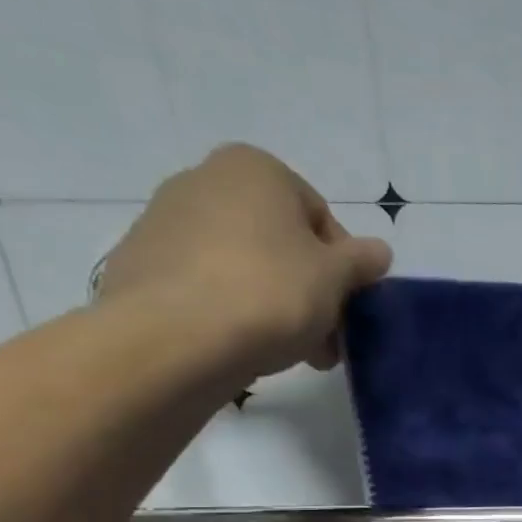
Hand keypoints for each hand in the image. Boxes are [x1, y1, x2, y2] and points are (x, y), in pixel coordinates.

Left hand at [98, 144, 392, 376]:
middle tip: (327, 339)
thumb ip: (362, 261)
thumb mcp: (336, 277)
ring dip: (278, 307)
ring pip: (246, 267)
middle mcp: (204, 180)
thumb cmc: (270, 292)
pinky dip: (233, 312)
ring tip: (293, 352)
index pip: (321, 217)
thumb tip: (379, 251)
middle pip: (281, 243)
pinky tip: (247, 347)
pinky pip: (208, 287)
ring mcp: (165, 221)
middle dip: (311, 291)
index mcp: (255, 169)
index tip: (348, 307)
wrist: (174, 338)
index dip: (344, 267)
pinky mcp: (142, 265)